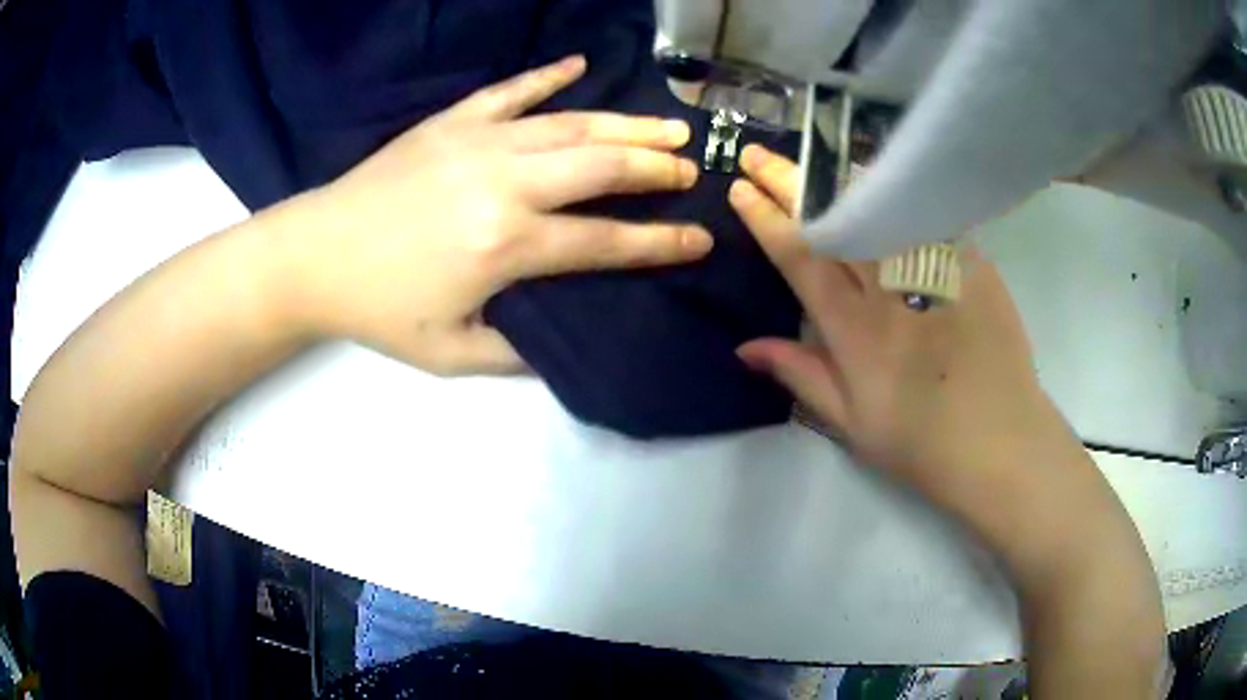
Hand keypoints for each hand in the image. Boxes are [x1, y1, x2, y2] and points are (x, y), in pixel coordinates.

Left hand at [280, 56, 710, 374]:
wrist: (313, 256)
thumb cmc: (378, 309)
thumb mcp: (448, 354)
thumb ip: (515, 353)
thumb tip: (562, 346)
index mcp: (507, 246)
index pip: (604, 241)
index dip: (659, 243)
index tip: (700, 239)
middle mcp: (505, 185)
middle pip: (601, 167)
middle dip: (656, 167)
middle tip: (692, 168)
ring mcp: (479, 143)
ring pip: (571, 124)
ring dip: (626, 122)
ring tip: (669, 123)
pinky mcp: (452, 122)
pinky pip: (511, 91)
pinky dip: (548, 75)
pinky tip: (580, 64)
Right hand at [728, 144, 1072, 507]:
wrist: (1001, 442)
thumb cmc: (922, 444)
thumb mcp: (852, 424)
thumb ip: (801, 376)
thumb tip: (746, 347)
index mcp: (856, 329)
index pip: (802, 258)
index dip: (766, 219)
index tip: (741, 190)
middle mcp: (891, 288)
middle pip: (835, 220)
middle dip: (789, 182)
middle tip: (758, 155)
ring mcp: (935, 270)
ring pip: (881, 206)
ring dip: (840, 178)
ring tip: (814, 159)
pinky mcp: (972, 264)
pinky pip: (928, 215)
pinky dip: (899, 193)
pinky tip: (885, 181)